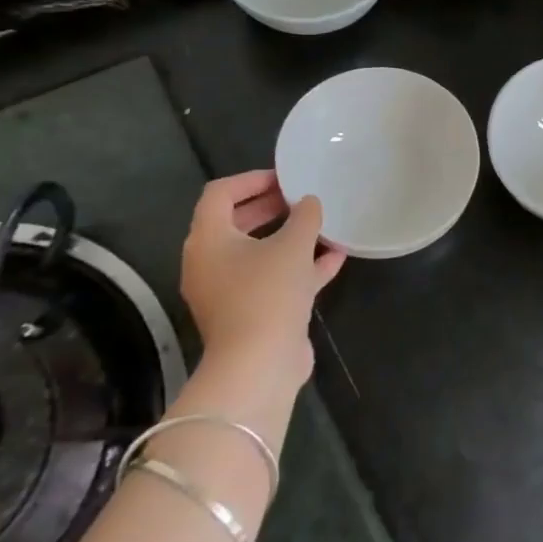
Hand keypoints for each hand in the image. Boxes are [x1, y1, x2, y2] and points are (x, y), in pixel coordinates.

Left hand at [179, 170, 345, 387]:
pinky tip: (334, 258)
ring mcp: (229, 291)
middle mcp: (210, 263)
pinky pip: (273, 280)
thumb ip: (304, 216)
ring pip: (258, 254)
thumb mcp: (293, 245)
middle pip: (237, 223)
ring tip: (322, 224)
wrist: (259, 364)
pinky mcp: (250, 313)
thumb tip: (309, 202)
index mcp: (208, 240)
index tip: (285, 177)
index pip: (220, 194)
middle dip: (271, 207)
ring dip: (289, 238)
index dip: (251, 179)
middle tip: (302, 197)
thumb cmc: (268, 292)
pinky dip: (298, 267)